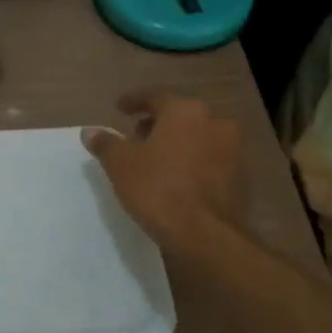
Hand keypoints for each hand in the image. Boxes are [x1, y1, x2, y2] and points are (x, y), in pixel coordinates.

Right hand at [82, 92, 240, 253]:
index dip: (134, 102)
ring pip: (198, 138)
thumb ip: (105, 143)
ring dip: (177, 144)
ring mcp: (233, 150)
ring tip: (155, 160)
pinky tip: (177, 179)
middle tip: (136, 137)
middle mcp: (215, 123)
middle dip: (157, 124)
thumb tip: (90, 131)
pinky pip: (210, 161)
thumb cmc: (158, 188)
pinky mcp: (241, 178)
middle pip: (180, 117)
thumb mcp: (120, 164)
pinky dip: (193, 163)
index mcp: (185, 111)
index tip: (120, 108)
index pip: (155, 98)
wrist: (205, 234)